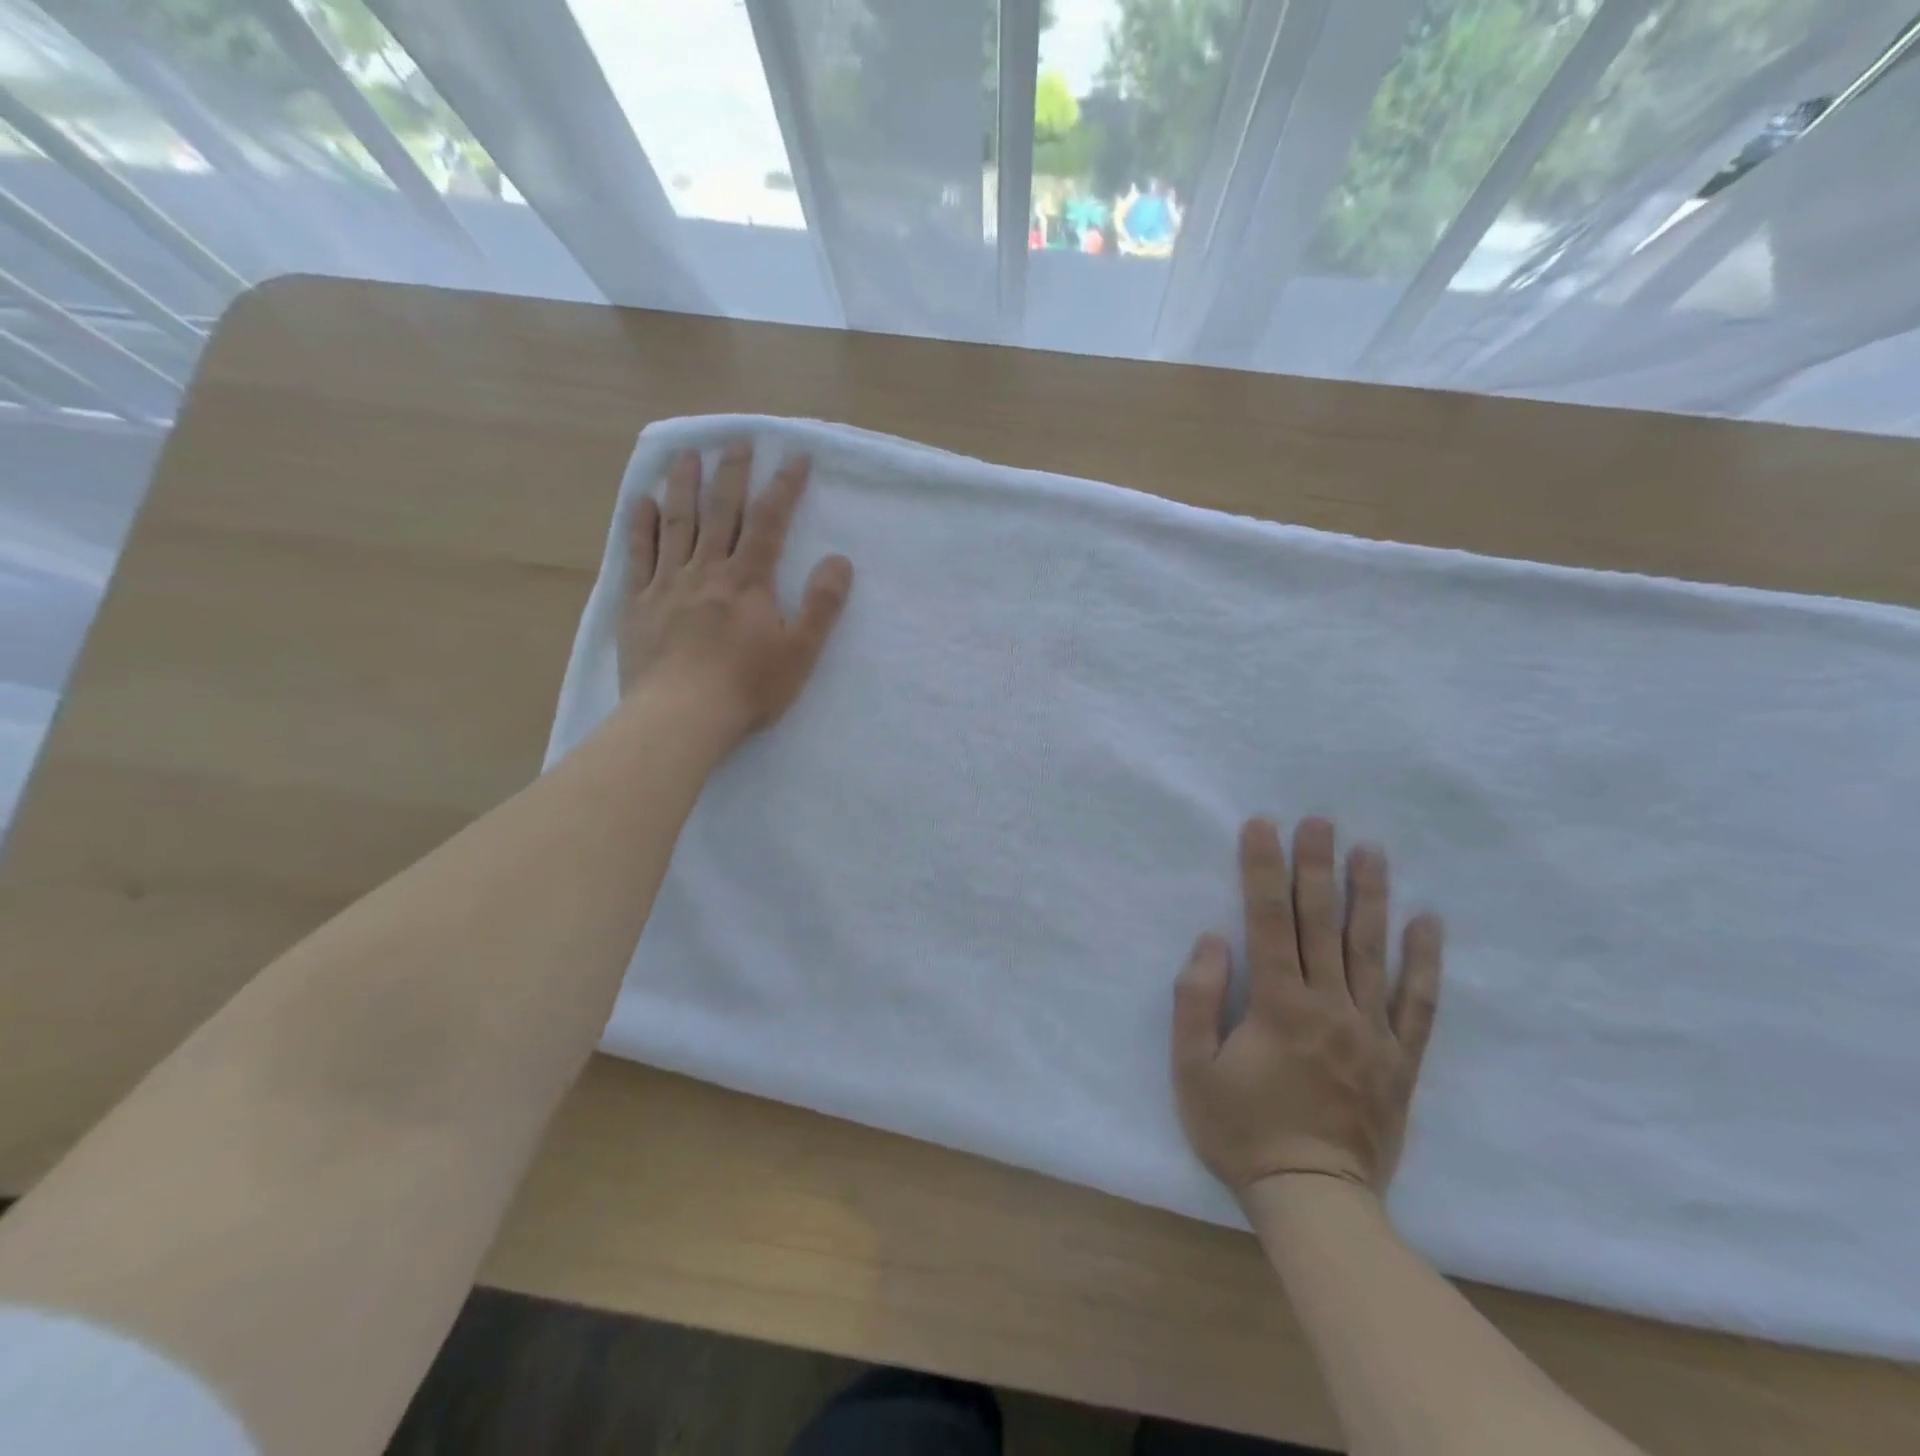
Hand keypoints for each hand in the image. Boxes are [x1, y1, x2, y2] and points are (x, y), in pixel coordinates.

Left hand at [617, 442, 851, 739]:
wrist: (681, 716)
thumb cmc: (748, 688)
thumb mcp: (801, 652)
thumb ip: (822, 605)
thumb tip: (840, 560)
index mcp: (748, 581)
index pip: (769, 523)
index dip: (784, 487)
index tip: (794, 455)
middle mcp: (707, 571)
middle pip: (720, 512)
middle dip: (732, 474)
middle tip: (736, 439)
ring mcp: (668, 584)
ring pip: (676, 523)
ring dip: (683, 485)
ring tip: (687, 454)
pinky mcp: (638, 604)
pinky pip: (638, 555)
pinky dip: (640, 525)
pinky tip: (640, 501)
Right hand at [1172, 817, 1442, 1200]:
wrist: (1313, 1201)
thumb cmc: (1241, 1132)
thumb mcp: (1192, 1069)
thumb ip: (1196, 1000)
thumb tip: (1214, 941)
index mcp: (1278, 1005)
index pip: (1268, 920)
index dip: (1262, 869)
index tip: (1263, 826)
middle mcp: (1330, 1006)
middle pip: (1322, 923)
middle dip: (1316, 867)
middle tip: (1321, 821)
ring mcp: (1372, 1032)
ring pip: (1372, 951)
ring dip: (1371, 896)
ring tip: (1372, 851)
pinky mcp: (1401, 1060)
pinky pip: (1418, 1003)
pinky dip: (1425, 961)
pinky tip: (1429, 923)